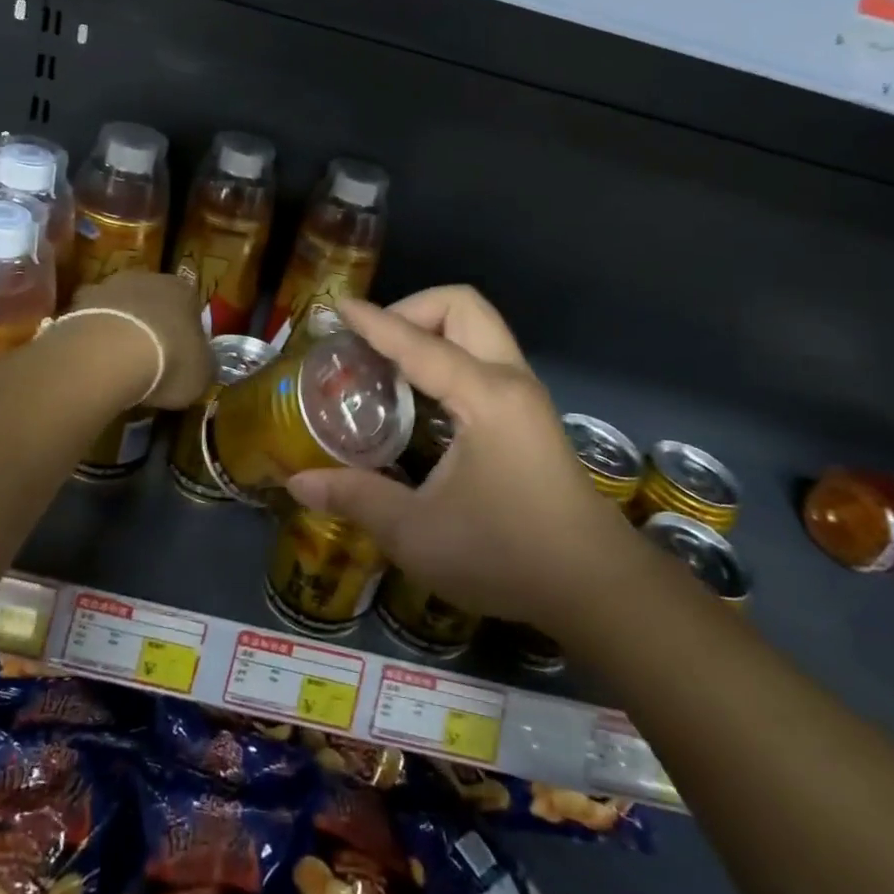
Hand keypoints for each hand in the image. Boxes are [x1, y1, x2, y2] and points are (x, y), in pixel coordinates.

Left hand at [71, 271, 211, 409]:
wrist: (109, 354)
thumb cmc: (169, 361)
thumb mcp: (201, 374)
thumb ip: (205, 365)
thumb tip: (203, 366)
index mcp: (184, 290)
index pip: (191, 304)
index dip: (187, 331)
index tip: (182, 355)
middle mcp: (148, 278)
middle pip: (152, 301)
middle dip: (151, 325)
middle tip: (150, 357)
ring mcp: (109, 286)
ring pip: (120, 307)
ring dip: (121, 327)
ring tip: (118, 363)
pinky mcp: (77, 302)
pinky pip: (91, 320)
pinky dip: (93, 336)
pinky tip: (94, 361)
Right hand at [288, 286, 630, 629]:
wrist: (595, 586)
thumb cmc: (505, 554)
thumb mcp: (417, 533)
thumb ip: (356, 499)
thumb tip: (298, 483)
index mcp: (484, 396)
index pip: (418, 342)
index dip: (374, 323)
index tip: (339, 308)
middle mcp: (509, 380)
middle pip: (463, 306)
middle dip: (413, 309)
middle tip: (372, 345)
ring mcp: (525, 395)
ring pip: (479, 328)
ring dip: (432, 330)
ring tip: (389, 365)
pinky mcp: (530, 414)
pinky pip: (485, 355)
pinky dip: (449, 353)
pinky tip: (421, 397)